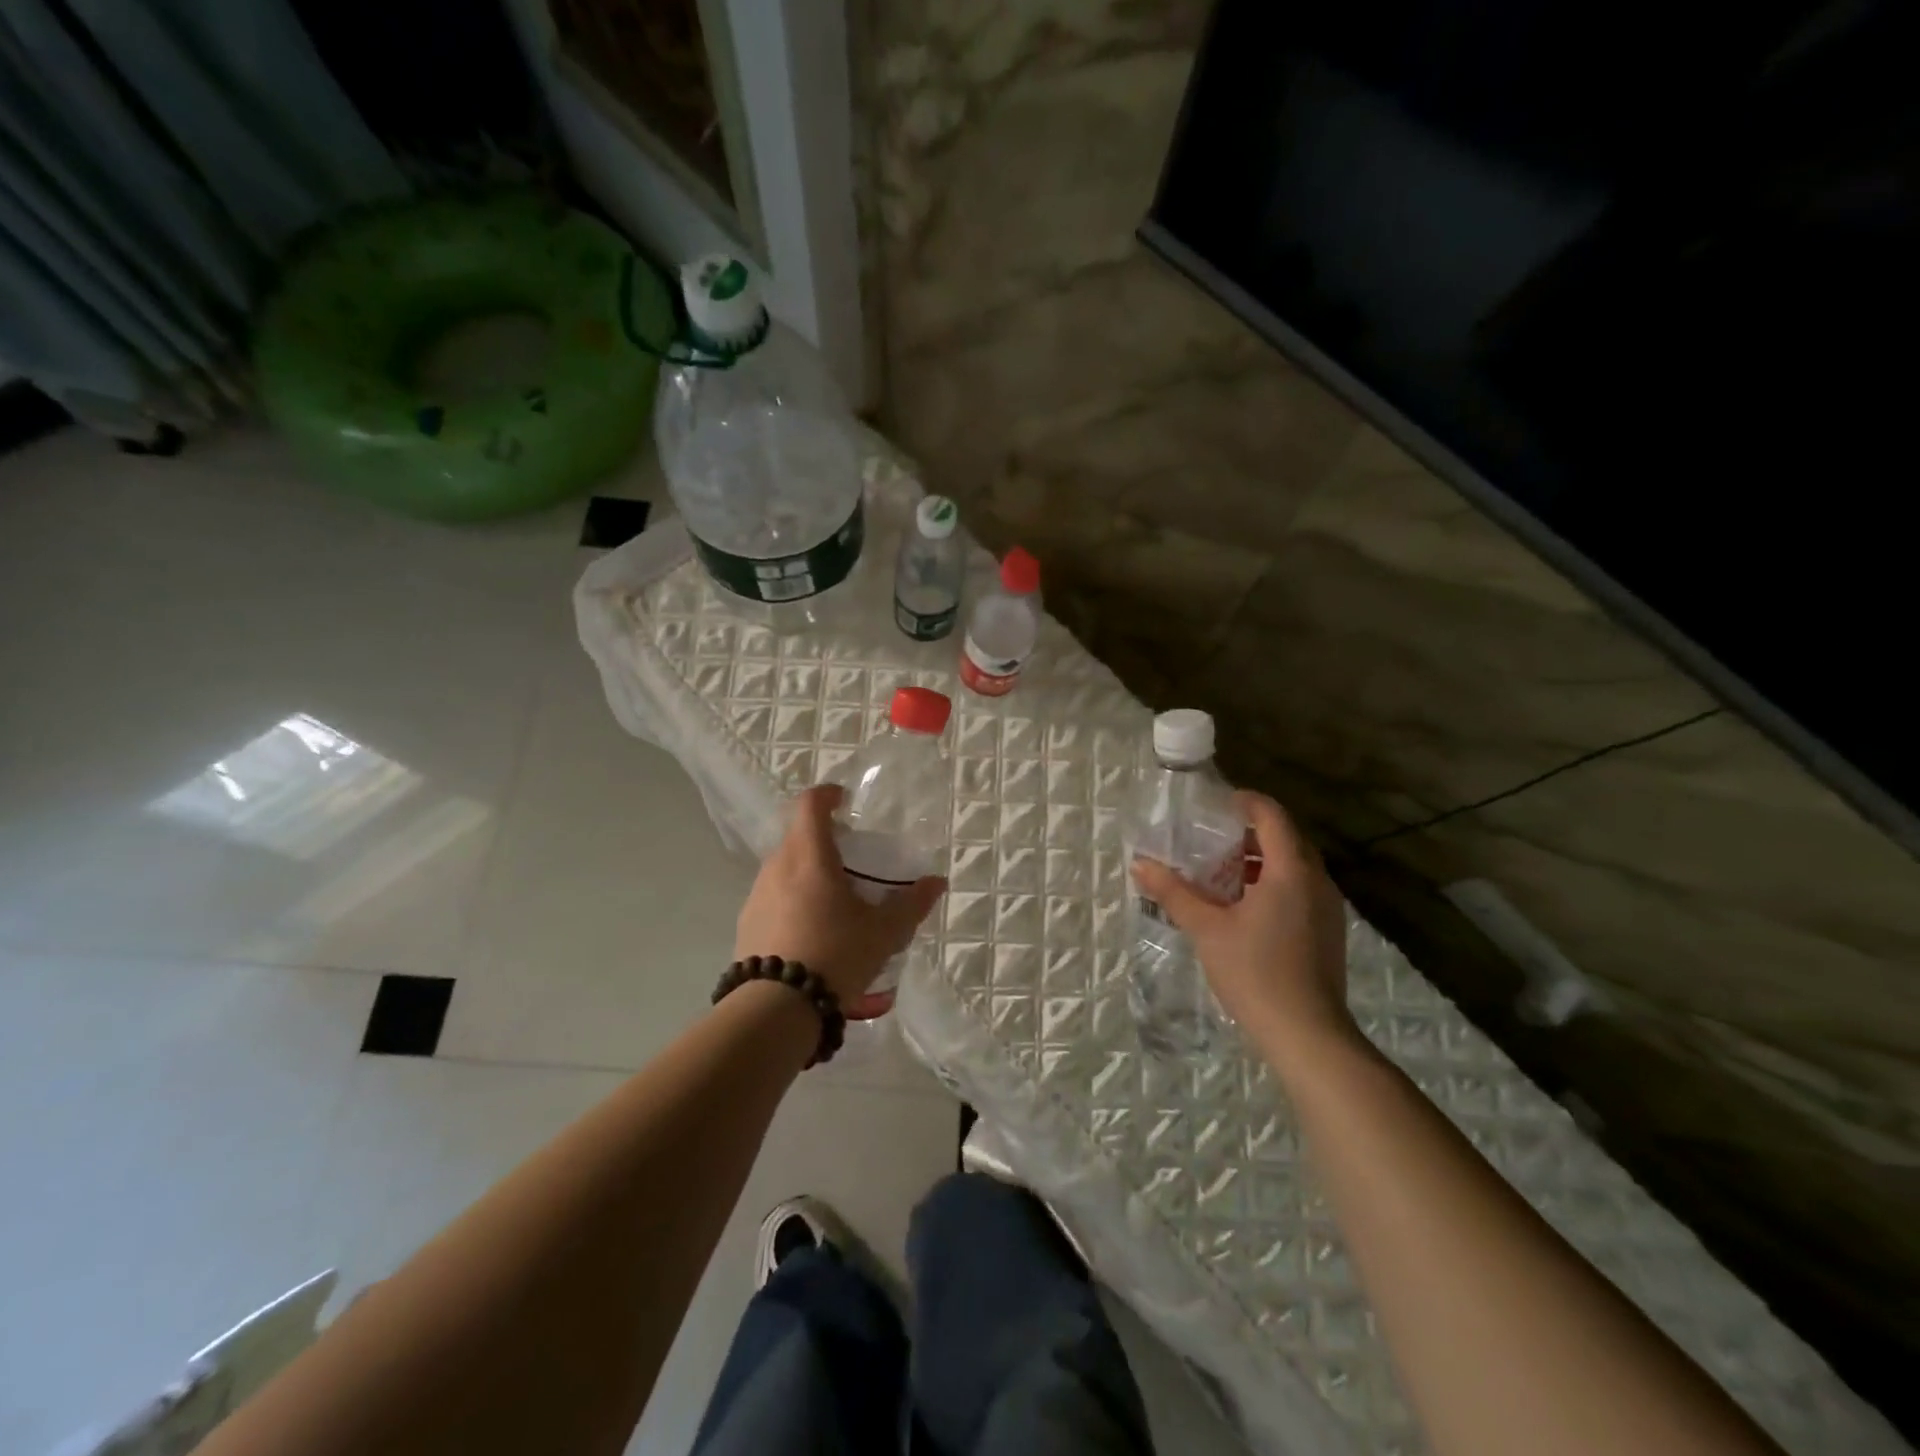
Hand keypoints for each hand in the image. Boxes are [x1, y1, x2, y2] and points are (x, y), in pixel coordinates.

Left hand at [735, 784, 947, 1004]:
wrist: (776, 1008)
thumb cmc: (835, 955)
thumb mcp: (884, 932)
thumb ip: (912, 904)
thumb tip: (936, 882)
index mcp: (809, 856)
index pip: (810, 804)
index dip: (827, 795)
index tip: (844, 800)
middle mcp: (776, 866)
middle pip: (797, 836)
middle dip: (823, 839)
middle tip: (850, 860)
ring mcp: (756, 895)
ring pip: (783, 868)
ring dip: (806, 872)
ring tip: (832, 901)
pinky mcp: (746, 924)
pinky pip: (772, 897)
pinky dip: (791, 900)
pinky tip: (810, 932)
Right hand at [1131, 790, 1356, 1068]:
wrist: (1307, 1034)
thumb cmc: (1255, 972)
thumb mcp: (1206, 928)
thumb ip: (1174, 892)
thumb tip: (1139, 864)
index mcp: (1291, 871)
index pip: (1272, 816)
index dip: (1246, 802)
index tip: (1218, 803)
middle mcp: (1317, 881)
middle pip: (1286, 839)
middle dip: (1249, 833)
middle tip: (1211, 839)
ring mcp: (1328, 908)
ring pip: (1294, 866)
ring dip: (1260, 861)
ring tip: (1221, 873)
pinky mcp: (1328, 931)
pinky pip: (1301, 889)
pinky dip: (1273, 883)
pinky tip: (1244, 907)